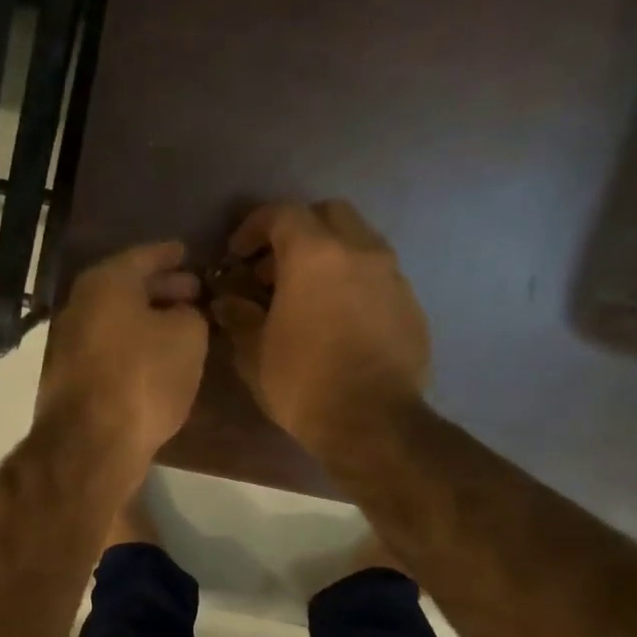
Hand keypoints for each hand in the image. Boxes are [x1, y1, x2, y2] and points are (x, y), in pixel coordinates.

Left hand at [39, 241, 208, 484]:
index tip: (189, 254)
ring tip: (181, 326)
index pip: (143, 256)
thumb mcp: (187, 337)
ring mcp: (69, 343)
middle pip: (126, 288)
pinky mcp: (70, 377)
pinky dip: (134, 345)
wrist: (92, 443)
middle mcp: (80, 305)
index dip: (170, 255)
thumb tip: (179, 315)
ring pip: (117, 319)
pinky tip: (157, 358)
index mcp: (105, 283)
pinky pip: (110, 347)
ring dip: (148, 320)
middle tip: (194, 292)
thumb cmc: (143, 378)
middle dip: (161, 288)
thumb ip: (189, 314)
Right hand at [210, 201, 430, 461]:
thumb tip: (226, 301)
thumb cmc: (303, 382)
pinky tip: (337, 317)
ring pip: (358, 241)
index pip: (282, 214)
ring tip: (306, 294)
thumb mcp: (255, 353)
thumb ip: (239, 317)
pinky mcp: (410, 303)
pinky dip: (353, 281)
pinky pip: (377, 275)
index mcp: (314, 255)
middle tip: (273, 268)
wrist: (373, 422)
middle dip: (297, 231)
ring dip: (329, 255)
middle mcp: (359, 251)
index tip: (237, 254)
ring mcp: (391, 275)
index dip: (253, 226)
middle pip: (328, 214)